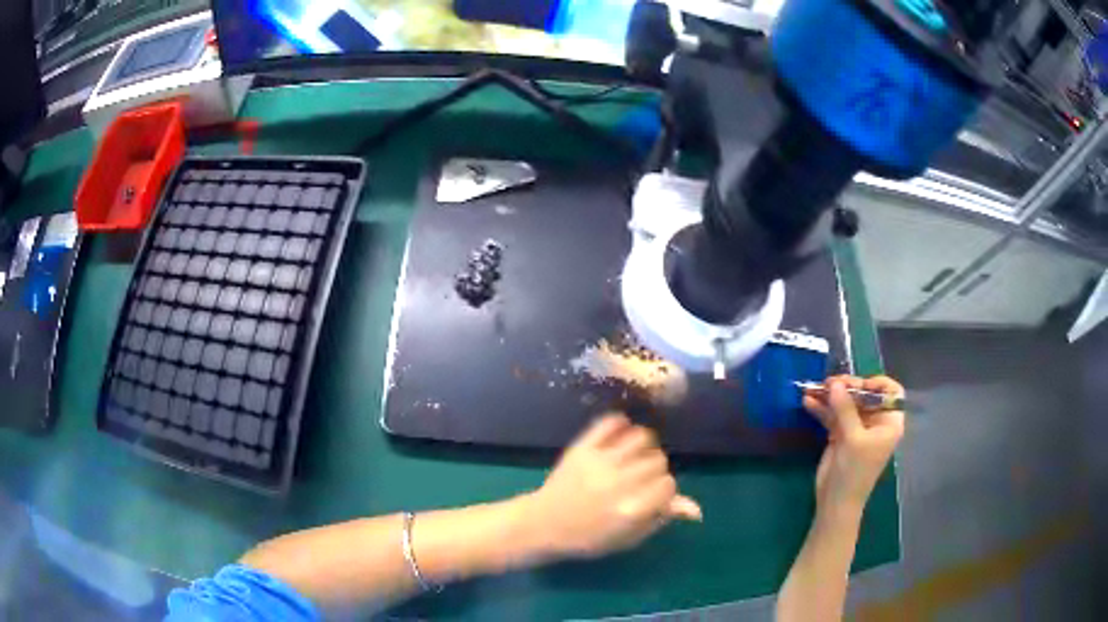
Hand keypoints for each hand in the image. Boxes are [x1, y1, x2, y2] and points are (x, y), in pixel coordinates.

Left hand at [523, 414, 701, 560]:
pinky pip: (610, 422)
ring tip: (634, 457)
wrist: (543, 524)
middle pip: (658, 460)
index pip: (669, 485)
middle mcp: (619, 482)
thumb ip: (661, 519)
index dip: (666, 490)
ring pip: (642, 437)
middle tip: (642, 479)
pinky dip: (621, 424)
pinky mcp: (582, 447)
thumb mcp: (628, 538)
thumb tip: (695, 509)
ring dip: (644, 447)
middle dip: (656, 470)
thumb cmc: (588, 538)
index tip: (655, 495)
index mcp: (631, 509)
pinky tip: (621, 436)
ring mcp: (600, 461)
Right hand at [803, 375, 904, 516]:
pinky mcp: (840, 435)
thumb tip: (836, 383)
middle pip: (864, 394)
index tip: (859, 384)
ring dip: (830, 395)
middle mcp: (875, 421)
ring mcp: (856, 428)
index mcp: (889, 422)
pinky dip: (821, 408)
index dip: (877, 383)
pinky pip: (832, 415)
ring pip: (846, 403)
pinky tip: (807, 401)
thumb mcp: (853, 439)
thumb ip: (845, 409)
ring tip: (814, 388)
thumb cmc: (854, 471)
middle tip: (829, 383)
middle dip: (847, 387)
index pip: (891, 392)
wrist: (836, 501)